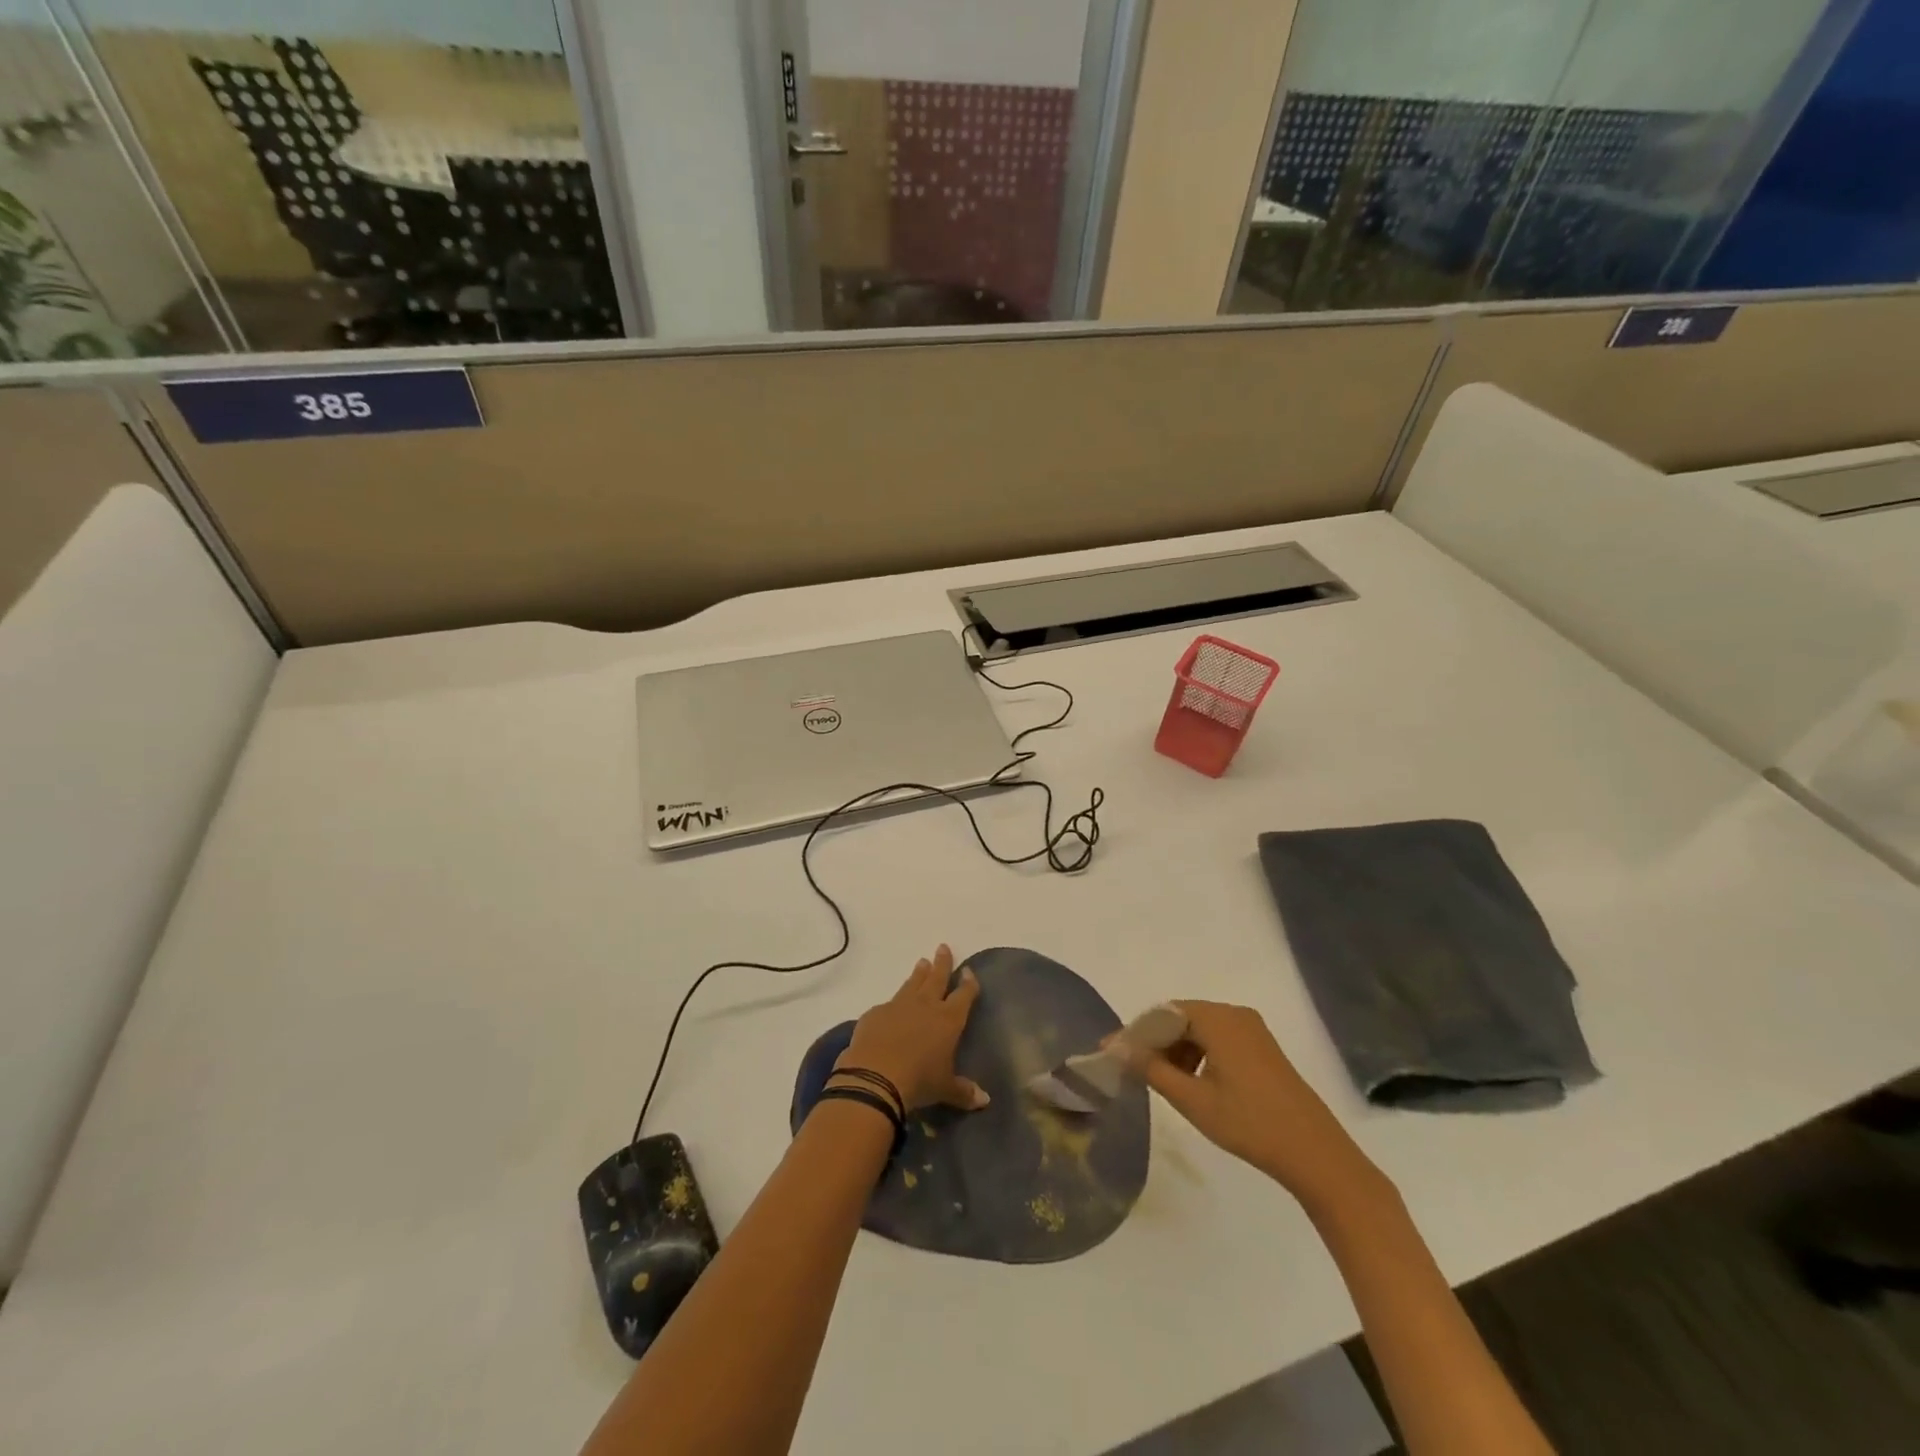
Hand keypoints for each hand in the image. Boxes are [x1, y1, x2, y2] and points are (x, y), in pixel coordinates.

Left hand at [836, 945, 989, 1112]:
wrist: (875, 1077)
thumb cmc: (919, 1081)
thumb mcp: (945, 1089)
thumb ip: (964, 1092)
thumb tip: (985, 1100)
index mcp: (948, 1019)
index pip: (963, 995)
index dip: (968, 984)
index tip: (969, 971)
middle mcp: (925, 1006)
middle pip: (937, 978)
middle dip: (942, 964)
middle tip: (943, 947)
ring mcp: (898, 1006)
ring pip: (912, 984)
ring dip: (919, 973)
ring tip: (922, 962)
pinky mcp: (876, 1013)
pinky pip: (888, 1003)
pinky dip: (894, 1002)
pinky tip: (892, 1005)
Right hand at [1114, 1000, 1384, 1212]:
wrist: (1316, 1154)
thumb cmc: (1249, 1124)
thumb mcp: (1192, 1099)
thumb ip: (1151, 1069)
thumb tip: (1118, 1048)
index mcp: (1218, 1019)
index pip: (1163, 1012)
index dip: (1136, 1032)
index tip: (1113, 1053)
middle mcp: (1235, 1014)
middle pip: (1181, 1017)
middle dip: (1156, 1041)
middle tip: (1135, 1070)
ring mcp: (1252, 1030)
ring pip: (1200, 1029)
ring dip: (1177, 1050)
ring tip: (1163, 1082)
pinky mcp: (1263, 1048)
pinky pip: (1219, 1039)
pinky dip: (1199, 1055)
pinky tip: (1193, 1083)